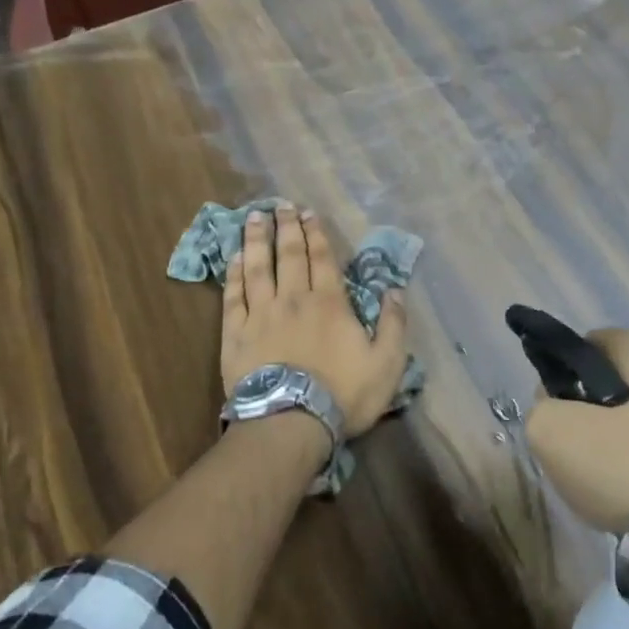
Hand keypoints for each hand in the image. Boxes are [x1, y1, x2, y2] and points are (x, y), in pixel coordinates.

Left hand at [221, 205, 408, 436]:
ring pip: (258, 268)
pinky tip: (234, 258)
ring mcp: (261, 314)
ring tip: (254, 218)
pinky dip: (234, 274)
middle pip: (289, 255)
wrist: (290, 423)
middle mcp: (293, 298)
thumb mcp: (386, 363)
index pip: (321, 258)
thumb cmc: (342, 395)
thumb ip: (393, 324)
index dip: (315, 233)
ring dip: (257, 240)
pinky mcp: (236, 333)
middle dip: (286, 227)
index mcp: (329, 303)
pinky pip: (233, 296)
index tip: (308, 213)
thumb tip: (395, 290)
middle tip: (281, 205)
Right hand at [526, 329, 628, 540]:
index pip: (592, 343)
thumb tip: (553, 406)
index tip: (557, 406)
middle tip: (579, 439)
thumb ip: (541, 408)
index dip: (565, 371)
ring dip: (623, 435)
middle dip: (596, 404)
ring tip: (605, 471)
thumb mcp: (554, 433)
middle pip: (622, 379)